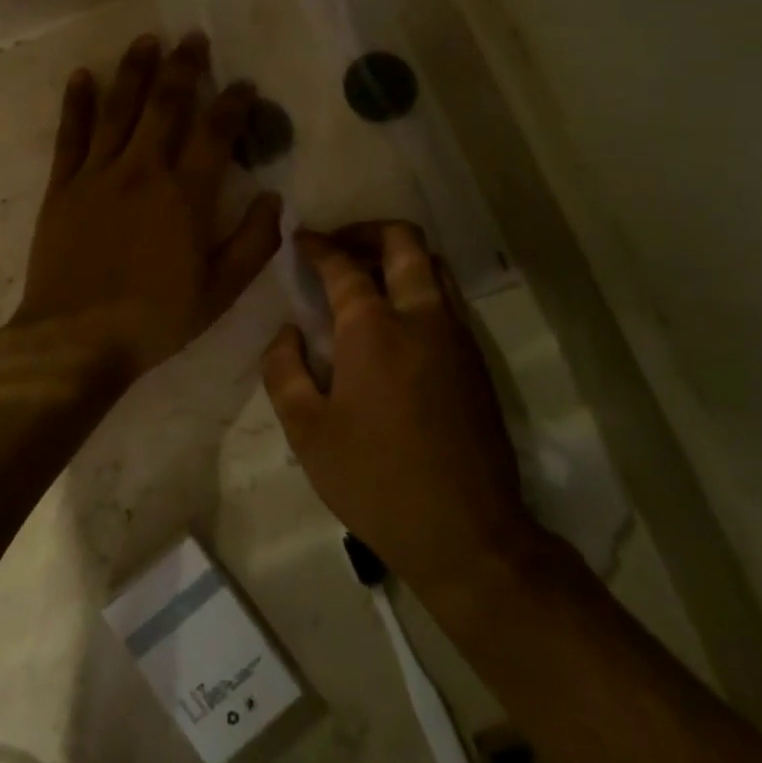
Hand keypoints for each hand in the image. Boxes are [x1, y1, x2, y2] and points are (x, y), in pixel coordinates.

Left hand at [12, 33, 283, 384]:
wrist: (76, 339)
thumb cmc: (155, 319)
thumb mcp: (220, 291)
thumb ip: (254, 243)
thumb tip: (276, 198)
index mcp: (186, 195)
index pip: (216, 133)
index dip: (233, 104)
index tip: (245, 86)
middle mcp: (143, 171)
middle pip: (166, 105)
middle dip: (183, 68)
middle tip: (194, 39)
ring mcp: (98, 174)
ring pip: (119, 109)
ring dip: (134, 71)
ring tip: (147, 40)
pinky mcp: (62, 186)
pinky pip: (70, 134)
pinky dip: (77, 103)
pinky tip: (82, 76)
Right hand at [263, 223, 539, 587]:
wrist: (466, 531)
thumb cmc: (375, 479)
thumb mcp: (307, 432)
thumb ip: (284, 370)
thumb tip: (288, 332)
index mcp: (373, 328)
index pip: (343, 265)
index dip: (318, 246)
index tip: (300, 239)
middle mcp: (421, 317)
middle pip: (404, 241)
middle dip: (367, 230)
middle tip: (338, 245)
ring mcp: (457, 336)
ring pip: (434, 266)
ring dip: (399, 256)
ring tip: (366, 276)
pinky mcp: (477, 361)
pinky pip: (447, 299)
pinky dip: (418, 287)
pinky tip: (395, 321)